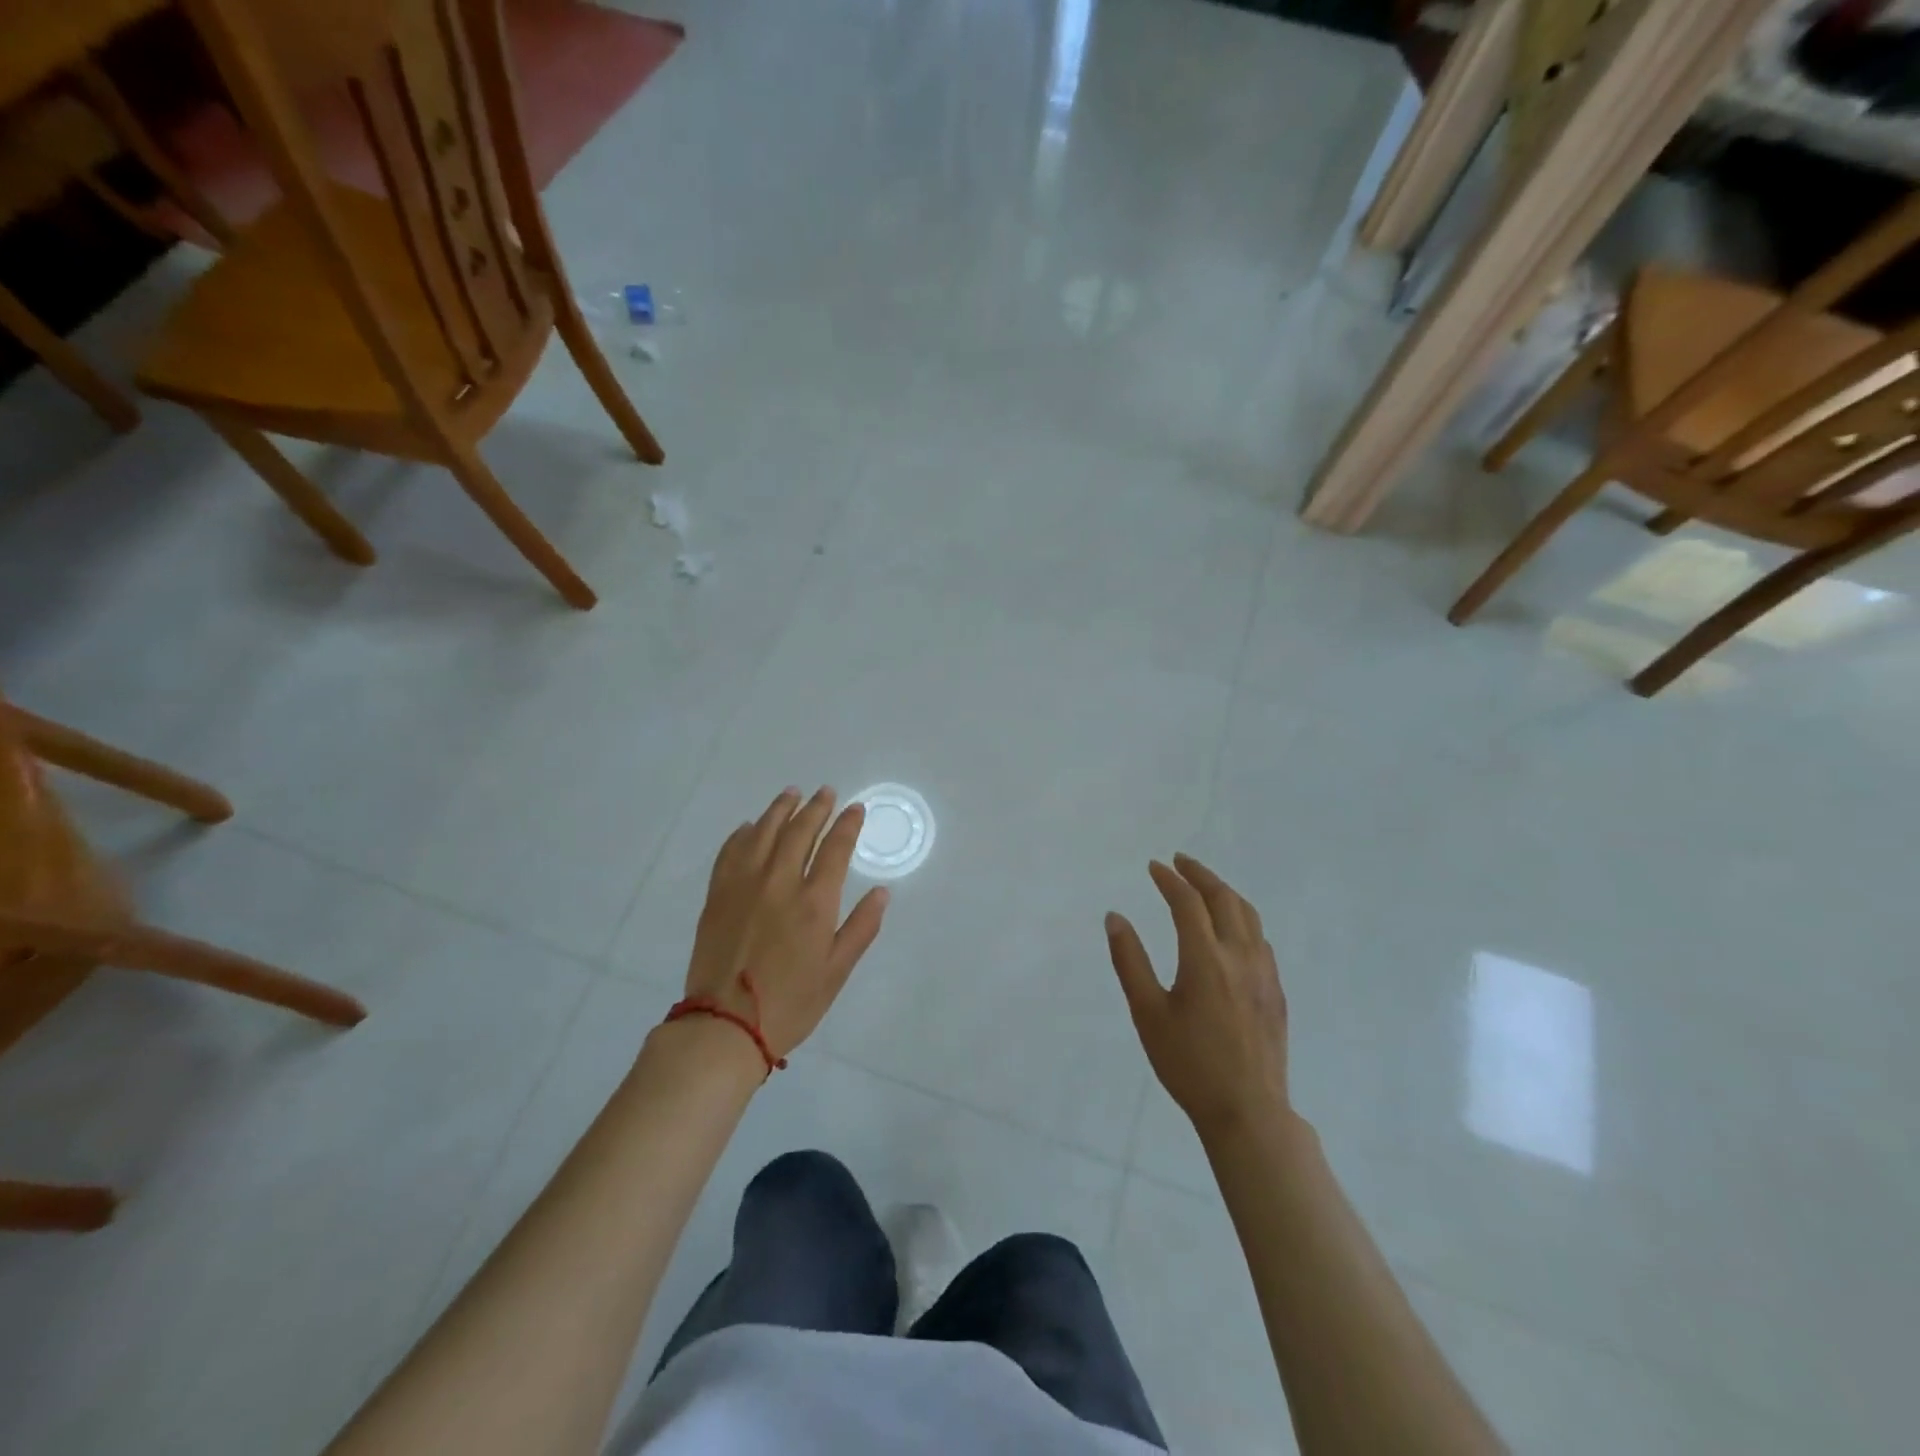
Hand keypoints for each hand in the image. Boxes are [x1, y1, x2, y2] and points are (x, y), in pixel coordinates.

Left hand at [684, 787, 889, 1061]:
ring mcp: (744, 885)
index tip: (855, 809)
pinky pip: (730, 852)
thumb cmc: (791, 1003)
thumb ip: (861, 928)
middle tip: (825, 792)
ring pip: (764, 833)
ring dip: (780, 809)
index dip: (847, 824)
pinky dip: (743, 834)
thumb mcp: (836, 971)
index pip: (835, 848)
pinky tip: (751, 827)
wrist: (724, 1025)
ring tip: (791, 794)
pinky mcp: (717, 895)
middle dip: (816, 808)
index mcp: (814, 902)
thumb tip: (882, 892)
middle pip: (799, 831)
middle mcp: (779, 883)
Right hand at [1106, 854, 1288, 1141]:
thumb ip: (1129, 961)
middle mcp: (1240, 956)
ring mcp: (1264, 973)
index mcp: (1205, 959)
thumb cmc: (1188, 1064)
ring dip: (1225, 892)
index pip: (1187, 903)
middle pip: (1224, 899)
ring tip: (1205, 886)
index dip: (1169, 879)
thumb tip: (1114, 917)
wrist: (1247, 1111)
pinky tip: (1231, 930)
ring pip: (1249, 915)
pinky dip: (1242, 919)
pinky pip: (1260, 939)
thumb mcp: (1147, 1013)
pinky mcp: (1276, 991)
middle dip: (1200, 875)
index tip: (1154, 867)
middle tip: (1180, 861)